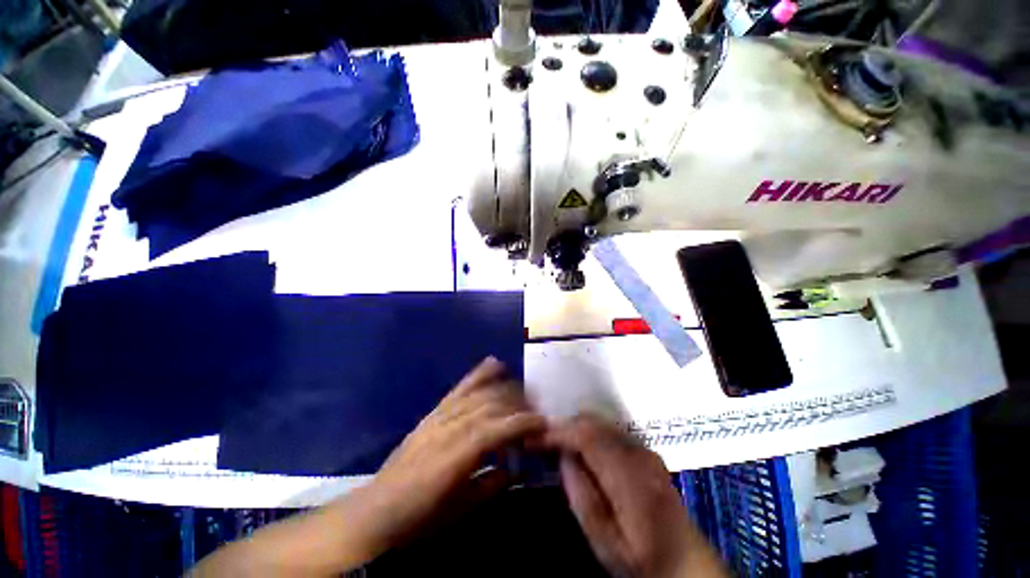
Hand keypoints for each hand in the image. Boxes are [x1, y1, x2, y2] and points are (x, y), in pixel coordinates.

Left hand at [350, 356, 546, 553]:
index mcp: (454, 456)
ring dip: (505, 390)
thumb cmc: (420, 516)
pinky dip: (479, 374)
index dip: (521, 423)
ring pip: (478, 394)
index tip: (543, 422)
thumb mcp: (460, 509)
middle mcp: (448, 427)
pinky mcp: (435, 411)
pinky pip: (460, 388)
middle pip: (490, 405)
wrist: (377, 508)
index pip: (495, 429)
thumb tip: (516, 469)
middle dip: (517, 405)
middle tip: (537, 411)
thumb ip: (491, 485)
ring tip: (524, 392)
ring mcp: (440, 415)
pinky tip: (494, 363)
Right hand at [547, 415, 726, 577]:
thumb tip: (563, 457)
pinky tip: (581, 449)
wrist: (688, 563)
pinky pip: (610, 431)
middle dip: (564, 426)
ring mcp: (645, 450)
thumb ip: (581, 496)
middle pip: (594, 423)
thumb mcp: (605, 542)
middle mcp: (639, 454)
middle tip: (542, 441)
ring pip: (601, 423)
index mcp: (631, 478)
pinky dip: (589, 433)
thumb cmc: (643, 560)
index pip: (588, 437)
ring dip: (575, 428)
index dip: (558, 433)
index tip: (535, 438)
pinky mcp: (646, 451)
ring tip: (557, 444)